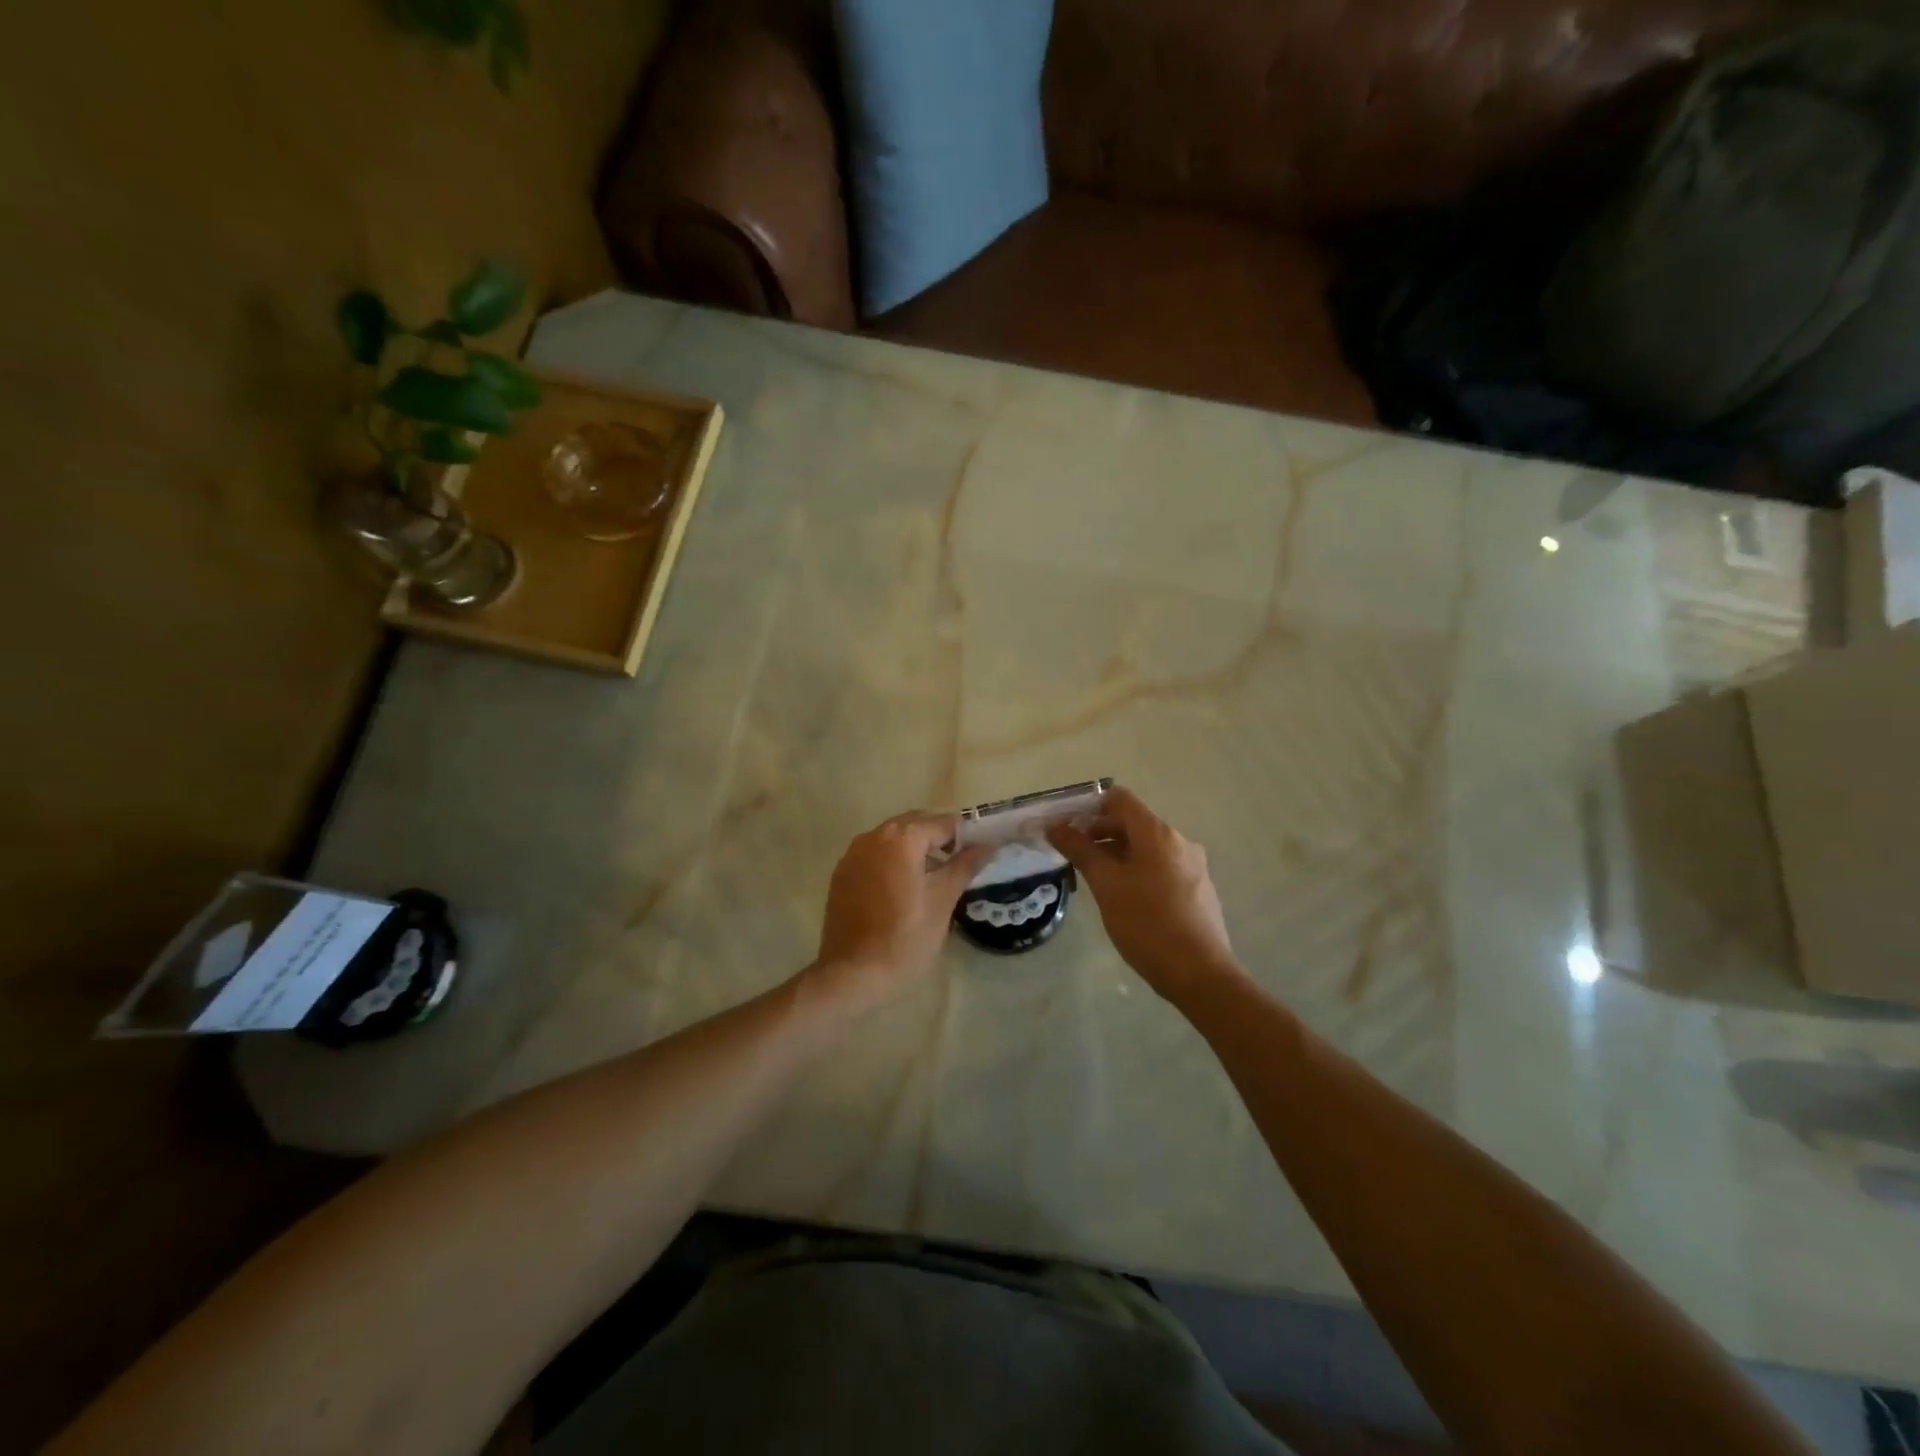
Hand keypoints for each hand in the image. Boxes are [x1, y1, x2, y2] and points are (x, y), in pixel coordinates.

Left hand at [810, 812, 990, 1012]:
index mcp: (901, 838)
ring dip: (915, 850)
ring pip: (893, 839)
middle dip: (939, 839)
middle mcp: (873, 836)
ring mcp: (853, 854)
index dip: (966, 836)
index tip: (980, 854)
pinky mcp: (842, 874)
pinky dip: (893, 862)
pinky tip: (904, 890)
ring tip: (935, 879)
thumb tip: (987, 844)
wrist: (852, 975)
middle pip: (915, 825)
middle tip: (960, 866)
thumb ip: (965, 865)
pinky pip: (875, 856)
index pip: (943, 823)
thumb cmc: (905, 938)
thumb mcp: (943, 901)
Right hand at [1049, 786, 1242, 1004]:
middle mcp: (1179, 841)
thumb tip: (1056, 826)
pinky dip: (1137, 870)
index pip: (1119, 799)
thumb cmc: (1147, 924)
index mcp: (1157, 833)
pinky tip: (1124, 898)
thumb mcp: (1106, 885)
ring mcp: (1192, 866)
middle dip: (1099, 833)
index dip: (1089, 807)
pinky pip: (1160, 867)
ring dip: (1116, 854)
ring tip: (1093, 878)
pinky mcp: (1197, 889)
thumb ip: (1080, 851)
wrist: (1201, 974)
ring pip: (1146, 847)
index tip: (1065, 826)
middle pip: (1132, 822)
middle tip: (1071, 854)